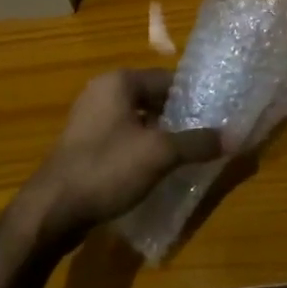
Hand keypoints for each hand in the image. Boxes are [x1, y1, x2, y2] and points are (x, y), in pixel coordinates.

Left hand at [12, 70, 224, 254]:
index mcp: (119, 82)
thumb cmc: (107, 168)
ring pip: (138, 120)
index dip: (194, 97)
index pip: (168, 78)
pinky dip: (141, 148)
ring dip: (161, 135)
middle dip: (179, 117)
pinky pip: (122, 137)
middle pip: (153, 98)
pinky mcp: (84, 144)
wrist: (53, 209)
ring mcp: (89, 118)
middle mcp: (102, 91)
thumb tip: (233, 137)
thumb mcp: (160, 154)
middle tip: (207, 137)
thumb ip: (197, 143)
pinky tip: (157, 169)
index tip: (217, 116)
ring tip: (188, 155)